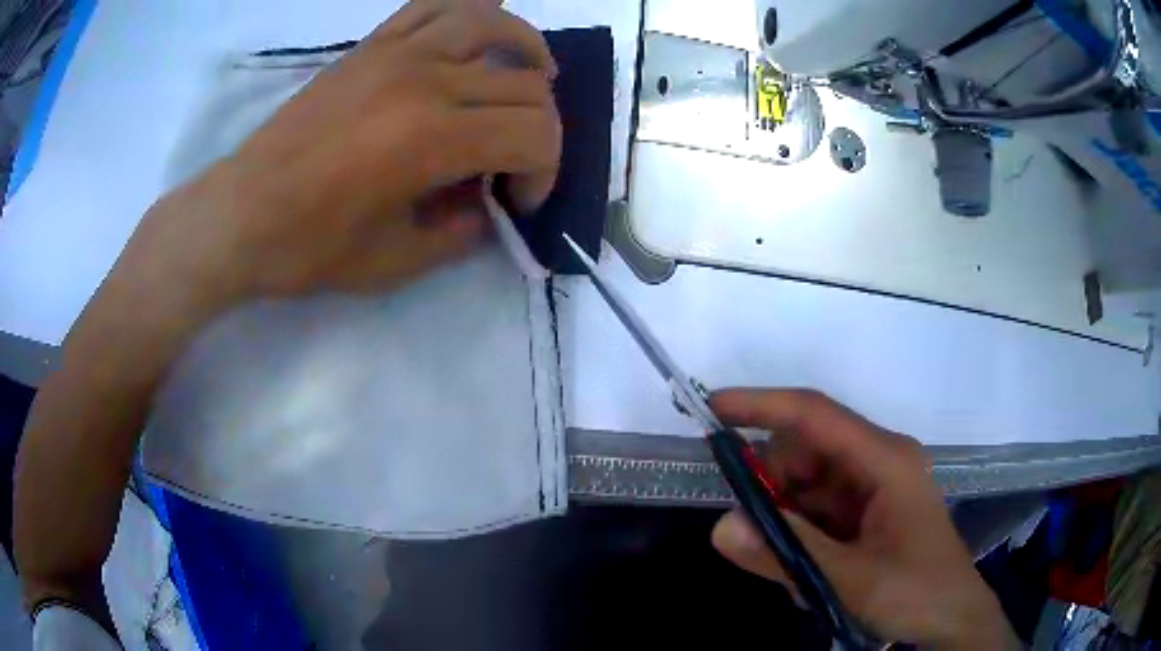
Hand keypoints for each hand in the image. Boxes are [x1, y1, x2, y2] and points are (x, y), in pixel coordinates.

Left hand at [138, 0, 560, 309]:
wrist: (239, 214)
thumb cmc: (307, 246)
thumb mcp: (394, 263)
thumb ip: (459, 232)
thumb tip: (488, 205)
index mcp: (431, 139)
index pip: (534, 134)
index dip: (545, 171)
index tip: (519, 200)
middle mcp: (424, 80)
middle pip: (525, 84)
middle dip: (541, 128)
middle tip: (516, 161)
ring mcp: (394, 53)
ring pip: (490, 22)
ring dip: (526, 48)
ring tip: (533, 73)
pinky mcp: (369, 46)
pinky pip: (432, 6)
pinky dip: (470, 10)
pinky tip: (477, 34)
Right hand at [708, 389, 1018, 648]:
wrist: (951, 618)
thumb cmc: (916, 591)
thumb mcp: (850, 579)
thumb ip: (787, 554)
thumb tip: (721, 527)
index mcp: (885, 460)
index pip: (816, 416)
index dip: (762, 406)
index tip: (711, 408)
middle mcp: (878, 461)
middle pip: (806, 452)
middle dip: (773, 488)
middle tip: (756, 536)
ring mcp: (872, 487)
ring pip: (806, 485)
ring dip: (786, 521)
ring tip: (795, 571)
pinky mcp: (865, 512)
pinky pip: (815, 510)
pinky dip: (799, 535)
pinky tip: (808, 571)